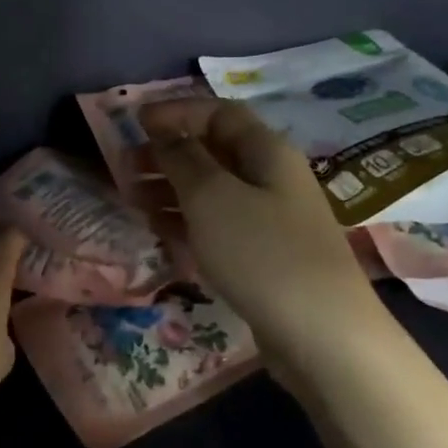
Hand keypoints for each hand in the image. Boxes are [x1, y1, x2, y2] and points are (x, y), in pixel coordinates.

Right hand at [142, 99, 383, 372]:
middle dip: (167, 154)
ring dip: (170, 189)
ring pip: (212, 192)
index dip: (176, 112)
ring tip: (132, 200)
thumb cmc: (262, 252)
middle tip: (124, 167)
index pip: (218, 114)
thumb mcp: (212, 197)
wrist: (322, 335)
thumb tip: (164, 132)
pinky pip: (218, 226)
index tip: (135, 122)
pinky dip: (186, 223)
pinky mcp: (263, 257)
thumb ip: (183, 159)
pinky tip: (158, 231)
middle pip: (213, 152)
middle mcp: (271, 179)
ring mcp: (269, 220)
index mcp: (266, 152)